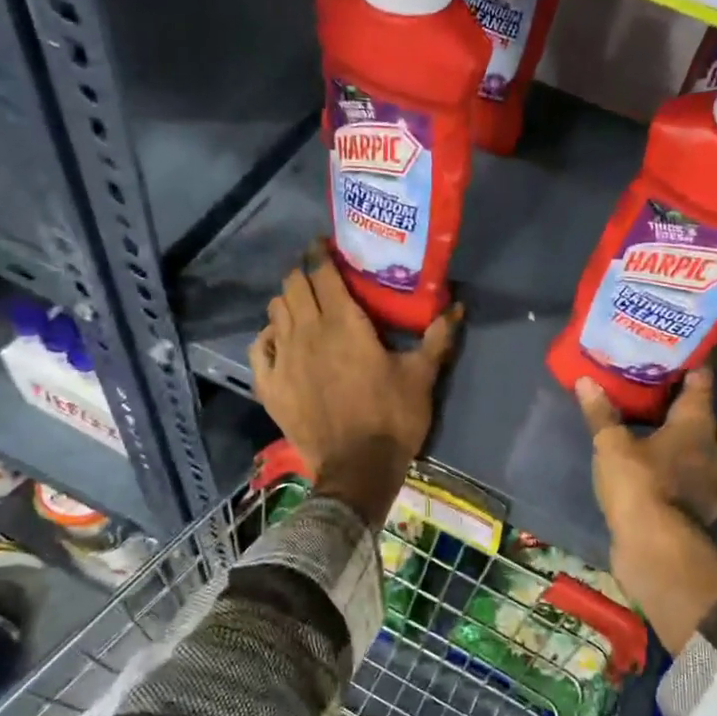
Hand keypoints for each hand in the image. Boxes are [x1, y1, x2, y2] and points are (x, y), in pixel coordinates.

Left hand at [249, 247, 458, 524]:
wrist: (357, 470)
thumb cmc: (392, 418)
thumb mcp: (422, 377)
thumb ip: (437, 337)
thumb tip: (458, 306)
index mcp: (344, 324)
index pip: (322, 273)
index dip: (320, 253)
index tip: (325, 245)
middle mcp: (308, 332)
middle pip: (293, 286)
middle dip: (304, 273)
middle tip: (319, 276)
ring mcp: (283, 359)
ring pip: (275, 311)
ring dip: (288, 302)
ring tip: (303, 307)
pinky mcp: (270, 386)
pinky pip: (259, 347)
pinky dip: (267, 336)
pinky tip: (279, 340)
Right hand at [575, 368, 716, 531]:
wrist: (659, 548)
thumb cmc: (639, 485)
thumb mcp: (611, 446)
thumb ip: (601, 414)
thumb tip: (586, 380)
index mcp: (696, 424)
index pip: (702, 384)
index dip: (695, 369)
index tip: (684, 359)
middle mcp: (715, 449)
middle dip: (702, 414)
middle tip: (675, 409)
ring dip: (706, 449)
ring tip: (680, 447)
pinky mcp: (714, 512)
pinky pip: (714, 488)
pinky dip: (703, 482)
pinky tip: (687, 484)